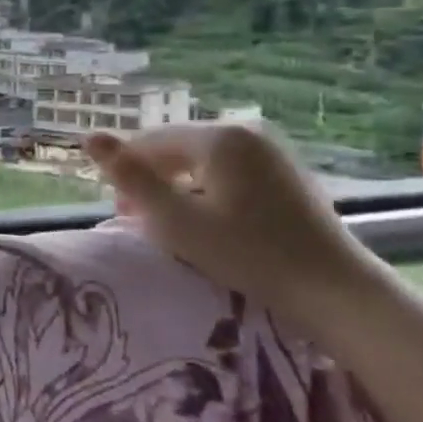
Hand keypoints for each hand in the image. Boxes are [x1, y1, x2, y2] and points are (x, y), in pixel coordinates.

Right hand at [83, 123, 367, 312]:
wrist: (334, 290)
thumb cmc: (247, 254)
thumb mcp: (175, 219)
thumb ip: (130, 177)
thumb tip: (88, 136)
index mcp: (218, 137)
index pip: (148, 142)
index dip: (126, 175)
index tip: (123, 217)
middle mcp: (246, 131)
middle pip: (175, 149)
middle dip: (152, 182)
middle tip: (144, 225)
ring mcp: (271, 151)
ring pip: (200, 162)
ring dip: (177, 189)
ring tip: (174, 227)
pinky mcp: (285, 173)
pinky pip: (227, 172)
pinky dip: (207, 192)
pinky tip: (211, 224)